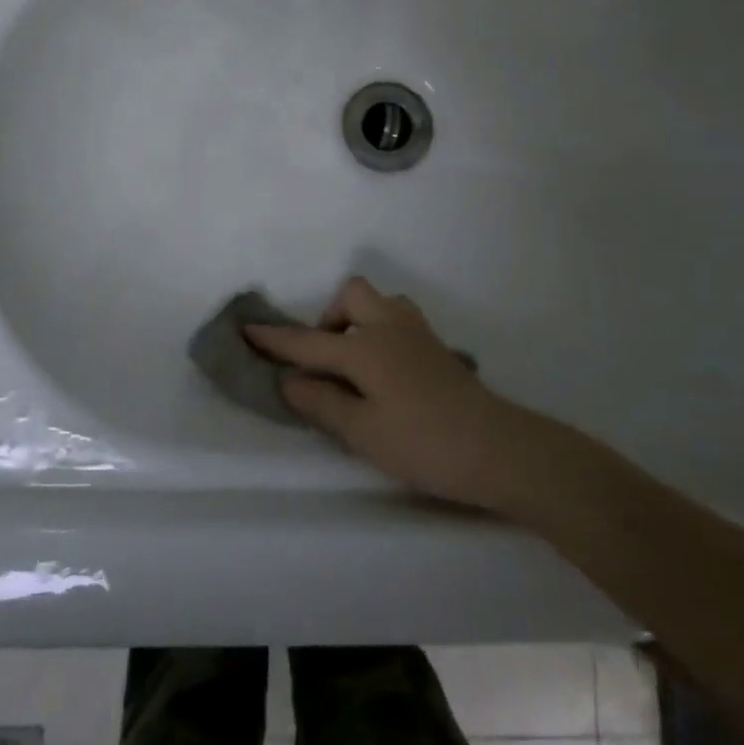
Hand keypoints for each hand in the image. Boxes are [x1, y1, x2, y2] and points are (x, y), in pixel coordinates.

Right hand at [244, 277, 543, 510]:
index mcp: (365, 347)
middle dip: (328, 318)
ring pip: (381, 303)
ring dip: (358, 320)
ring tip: (353, 363)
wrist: (497, 448)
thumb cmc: (423, 443)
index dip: (275, 339)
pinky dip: (380, 332)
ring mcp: (419, 334)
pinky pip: (399, 320)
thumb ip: (322, 402)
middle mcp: (390, 327)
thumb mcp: (362, 432)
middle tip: (324, 359)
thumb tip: (289, 380)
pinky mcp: (438, 348)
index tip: (246, 328)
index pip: (309, 342)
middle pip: (352, 296)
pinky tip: (384, 372)